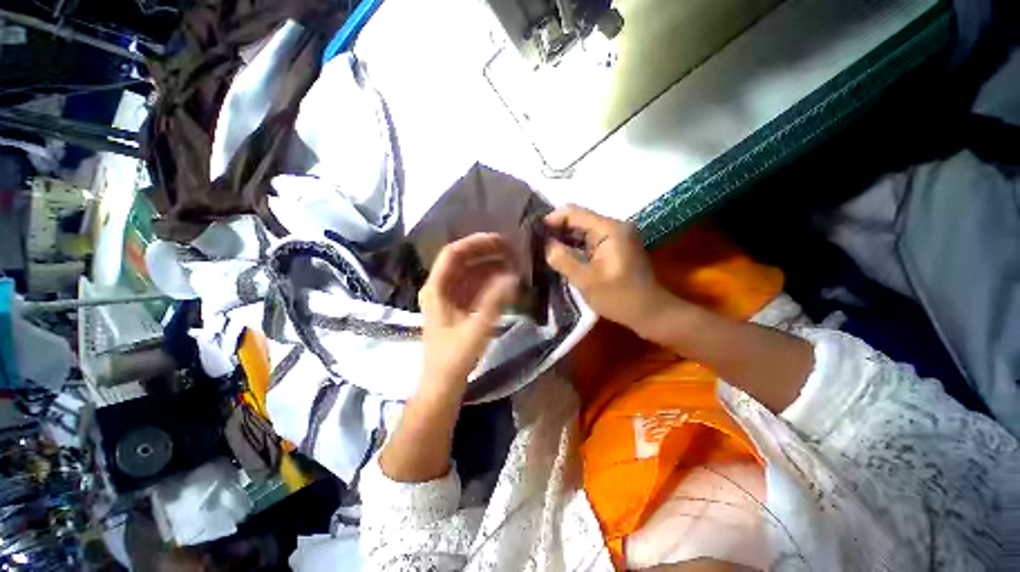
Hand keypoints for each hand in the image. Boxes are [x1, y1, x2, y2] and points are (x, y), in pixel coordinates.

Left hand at [418, 233, 518, 396]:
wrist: (442, 385)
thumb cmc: (454, 358)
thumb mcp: (476, 328)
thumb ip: (494, 301)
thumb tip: (512, 276)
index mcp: (436, 289)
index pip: (453, 254)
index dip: (475, 243)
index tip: (500, 241)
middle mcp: (440, 288)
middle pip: (462, 261)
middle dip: (487, 253)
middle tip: (512, 252)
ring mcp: (448, 298)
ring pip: (470, 273)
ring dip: (490, 267)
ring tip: (513, 265)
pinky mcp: (458, 308)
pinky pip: (474, 287)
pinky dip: (489, 282)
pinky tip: (506, 282)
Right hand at [544, 205, 674, 334]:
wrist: (649, 313)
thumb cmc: (619, 297)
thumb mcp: (587, 280)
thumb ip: (563, 260)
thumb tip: (545, 244)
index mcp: (610, 229)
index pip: (574, 212)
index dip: (552, 219)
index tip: (534, 233)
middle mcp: (613, 226)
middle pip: (578, 220)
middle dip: (556, 231)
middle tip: (535, 245)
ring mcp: (614, 237)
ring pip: (581, 231)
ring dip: (563, 240)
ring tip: (543, 250)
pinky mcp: (613, 247)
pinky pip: (588, 242)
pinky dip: (573, 248)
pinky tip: (559, 257)